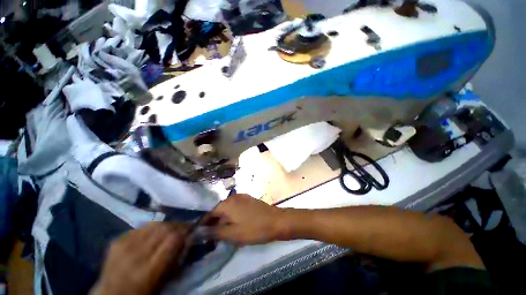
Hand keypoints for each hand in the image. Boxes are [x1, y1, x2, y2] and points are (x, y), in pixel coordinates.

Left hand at [90, 222, 187, 294]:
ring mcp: (123, 246)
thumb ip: (178, 256)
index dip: (185, 230)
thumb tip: (189, 236)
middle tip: (182, 228)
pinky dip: (149, 229)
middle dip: (177, 225)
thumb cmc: (145, 291)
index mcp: (151, 269)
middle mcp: (136, 254)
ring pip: (152, 223)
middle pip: (164, 227)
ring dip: (164, 225)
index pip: (174, 238)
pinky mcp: (116, 240)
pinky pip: (139, 227)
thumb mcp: (166, 279)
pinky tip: (149, 235)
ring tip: (167, 230)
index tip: (192, 228)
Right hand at [206, 194, 286, 244]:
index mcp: (226, 203)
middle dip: (213, 223)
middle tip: (211, 237)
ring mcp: (242, 197)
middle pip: (218, 210)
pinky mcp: (248, 199)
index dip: (203, 225)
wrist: (276, 221)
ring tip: (221, 232)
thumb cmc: (253, 228)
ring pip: (227, 209)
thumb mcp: (232, 233)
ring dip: (222, 220)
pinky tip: (233, 224)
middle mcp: (232, 197)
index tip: (199, 236)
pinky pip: (235, 207)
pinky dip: (231, 216)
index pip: (208, 214)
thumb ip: (213, 232)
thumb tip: (197, 232)